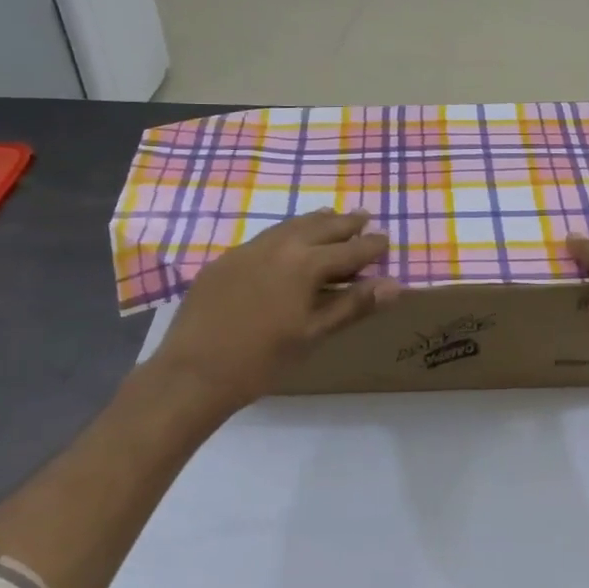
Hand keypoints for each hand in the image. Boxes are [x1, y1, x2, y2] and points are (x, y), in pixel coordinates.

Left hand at [152, 209, 400, 414]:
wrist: (194, 371)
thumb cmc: (262, 360)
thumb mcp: (313, 334)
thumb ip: (353, 305)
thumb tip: (395, 285)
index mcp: (305, 265)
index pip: (348, 250)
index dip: (370, 246)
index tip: (386, 239)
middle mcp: (278, 246)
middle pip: (319, 228)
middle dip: (344, 223)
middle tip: (363, 216)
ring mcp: (247, 250)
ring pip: (289, 226)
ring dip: (314, 222)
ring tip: (329, 216)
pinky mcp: (225, 260)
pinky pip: (264, 238)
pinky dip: (285, 233)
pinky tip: (285, 242)